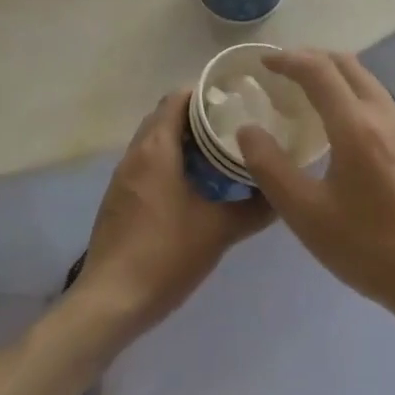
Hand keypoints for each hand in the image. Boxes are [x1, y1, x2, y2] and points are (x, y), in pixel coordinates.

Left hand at [74, 90, 269, 342]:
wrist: (112, 300)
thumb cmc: (166, 255)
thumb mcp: (220, 231)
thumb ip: (255, 208)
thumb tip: (283, 193)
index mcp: (156, 150)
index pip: (177, 100)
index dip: (205, 93)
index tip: (236, 99)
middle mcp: (135, 155)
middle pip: (164, 117)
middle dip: (197, 116)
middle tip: (234, 125)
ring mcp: (123, 178)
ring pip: (154, 142)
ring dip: (182, 141)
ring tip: (220, 152)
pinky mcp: (120, 199)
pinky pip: (147, 164)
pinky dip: (169, 162)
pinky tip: (195, 185)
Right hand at [237, 50, 394, 327]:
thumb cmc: (366, 246)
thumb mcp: (305, 213)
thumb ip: (270, 166)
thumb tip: (247, 129)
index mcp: (356, 126)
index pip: (318, 70)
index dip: (288, 59)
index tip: (262, 62)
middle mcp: (384, 115)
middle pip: (346, 64)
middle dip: (310, 57)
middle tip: (280, 70)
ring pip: (366, 80)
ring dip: (333, 73)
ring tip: (304, 90)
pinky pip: (378, 99)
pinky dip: (351, 91)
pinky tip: (339, 120)